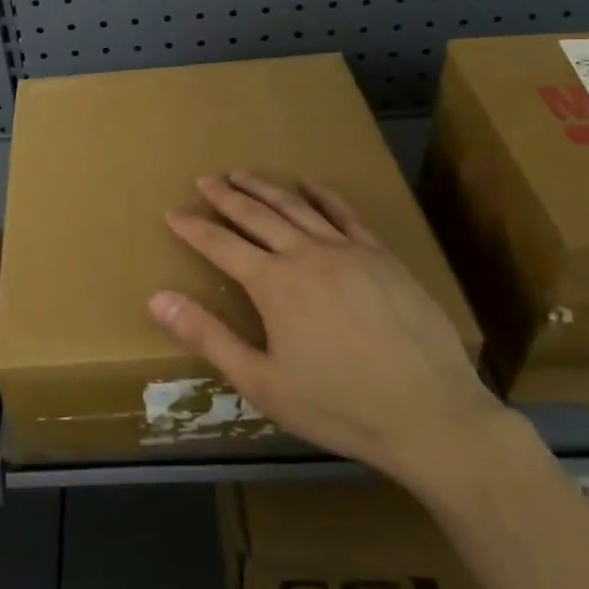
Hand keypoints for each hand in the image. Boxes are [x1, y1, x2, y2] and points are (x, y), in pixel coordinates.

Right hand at [146, 172, 504, 496]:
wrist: (431, 414)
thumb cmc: (339, 406)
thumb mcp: (262, 382)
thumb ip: (208, 337)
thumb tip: (157, 298)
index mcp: (274, 284)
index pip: (221, 245)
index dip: (193, 228)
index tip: (172, 212)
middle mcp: (306, 255)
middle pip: (257, 215)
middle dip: (226, 196)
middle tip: (205, 179)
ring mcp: (348, 251)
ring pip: (297, 208)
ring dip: (265, 188)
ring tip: (243, 174)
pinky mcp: (382, 257)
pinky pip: (346, 215)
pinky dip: (324, 196)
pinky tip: (311, 185)